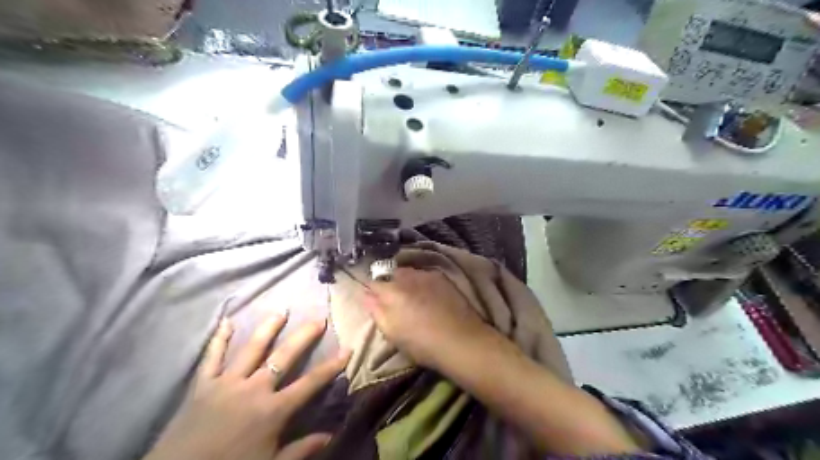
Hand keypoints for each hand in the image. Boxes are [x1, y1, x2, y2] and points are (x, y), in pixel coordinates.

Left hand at [144, 314, 349, 458]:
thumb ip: (301, 450)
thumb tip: (331, 436)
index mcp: (273, 410)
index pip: (310, 383)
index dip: (331, 366)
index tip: (347, 349)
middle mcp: (254, 389)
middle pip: (284, 357)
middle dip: (304, 337)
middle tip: (318, 319)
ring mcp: (227, 383)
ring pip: (252, 349)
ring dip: (268, 329)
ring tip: (281, 312)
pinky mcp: (203, 385)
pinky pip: (212, 358)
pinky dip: (219, 339)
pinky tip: (226, 322)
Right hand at [368, 270, 496, 368]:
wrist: (461, 340)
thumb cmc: (422, 343)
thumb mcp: (392, 333)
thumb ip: (376, 311)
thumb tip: (365, 295)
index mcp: (391, 291)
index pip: (372, 283)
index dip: (370, 290)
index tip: (372, 299)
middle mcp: (408, 277)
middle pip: (390, 274)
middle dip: (388, 283)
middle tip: (393, 300)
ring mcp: (426, 275)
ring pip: (408, 273)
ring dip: (405, 281)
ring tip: (411, 296)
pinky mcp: (442, 278)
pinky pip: (424, 275)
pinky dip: (421, 282)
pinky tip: (427, 294)